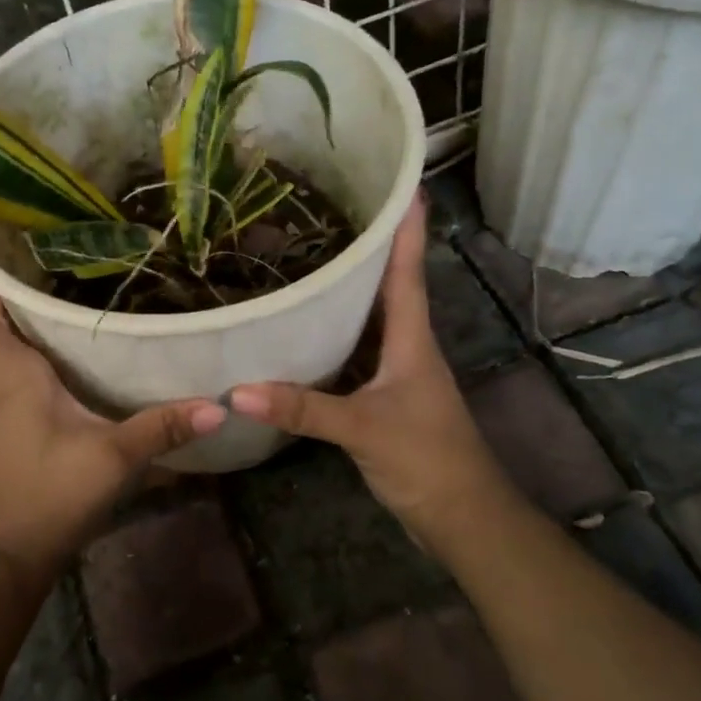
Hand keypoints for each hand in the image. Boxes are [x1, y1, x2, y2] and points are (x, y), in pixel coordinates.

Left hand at [0, 213, 225, 588]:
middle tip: (16, 223)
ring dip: (9, 297)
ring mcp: (2, 397)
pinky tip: (65, 329)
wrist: (6, 559)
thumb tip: (221, 405)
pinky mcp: (14, 415)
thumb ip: (163, 428)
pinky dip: (27, 331)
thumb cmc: (46, 498)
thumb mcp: (111, 459)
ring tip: (48, 259)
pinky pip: (14, 357)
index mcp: (8, 371)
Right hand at [228, 194, 503, 534]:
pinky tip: (304, 330)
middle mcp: (406, 345)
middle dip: (366, 247)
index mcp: (412, 337)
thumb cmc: (427, 459)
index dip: (407, 226)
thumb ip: (303, 408)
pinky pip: (355, 352)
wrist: (462, 518)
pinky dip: (333, 335)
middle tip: (329, 210)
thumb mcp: (364, 428)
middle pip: (387, 285)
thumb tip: (237, 390)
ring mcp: (396, 372)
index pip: (408, 269)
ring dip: (347, 290)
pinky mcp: (383, 397)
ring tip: (308, 257)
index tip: (402, 182)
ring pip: (369, 319)